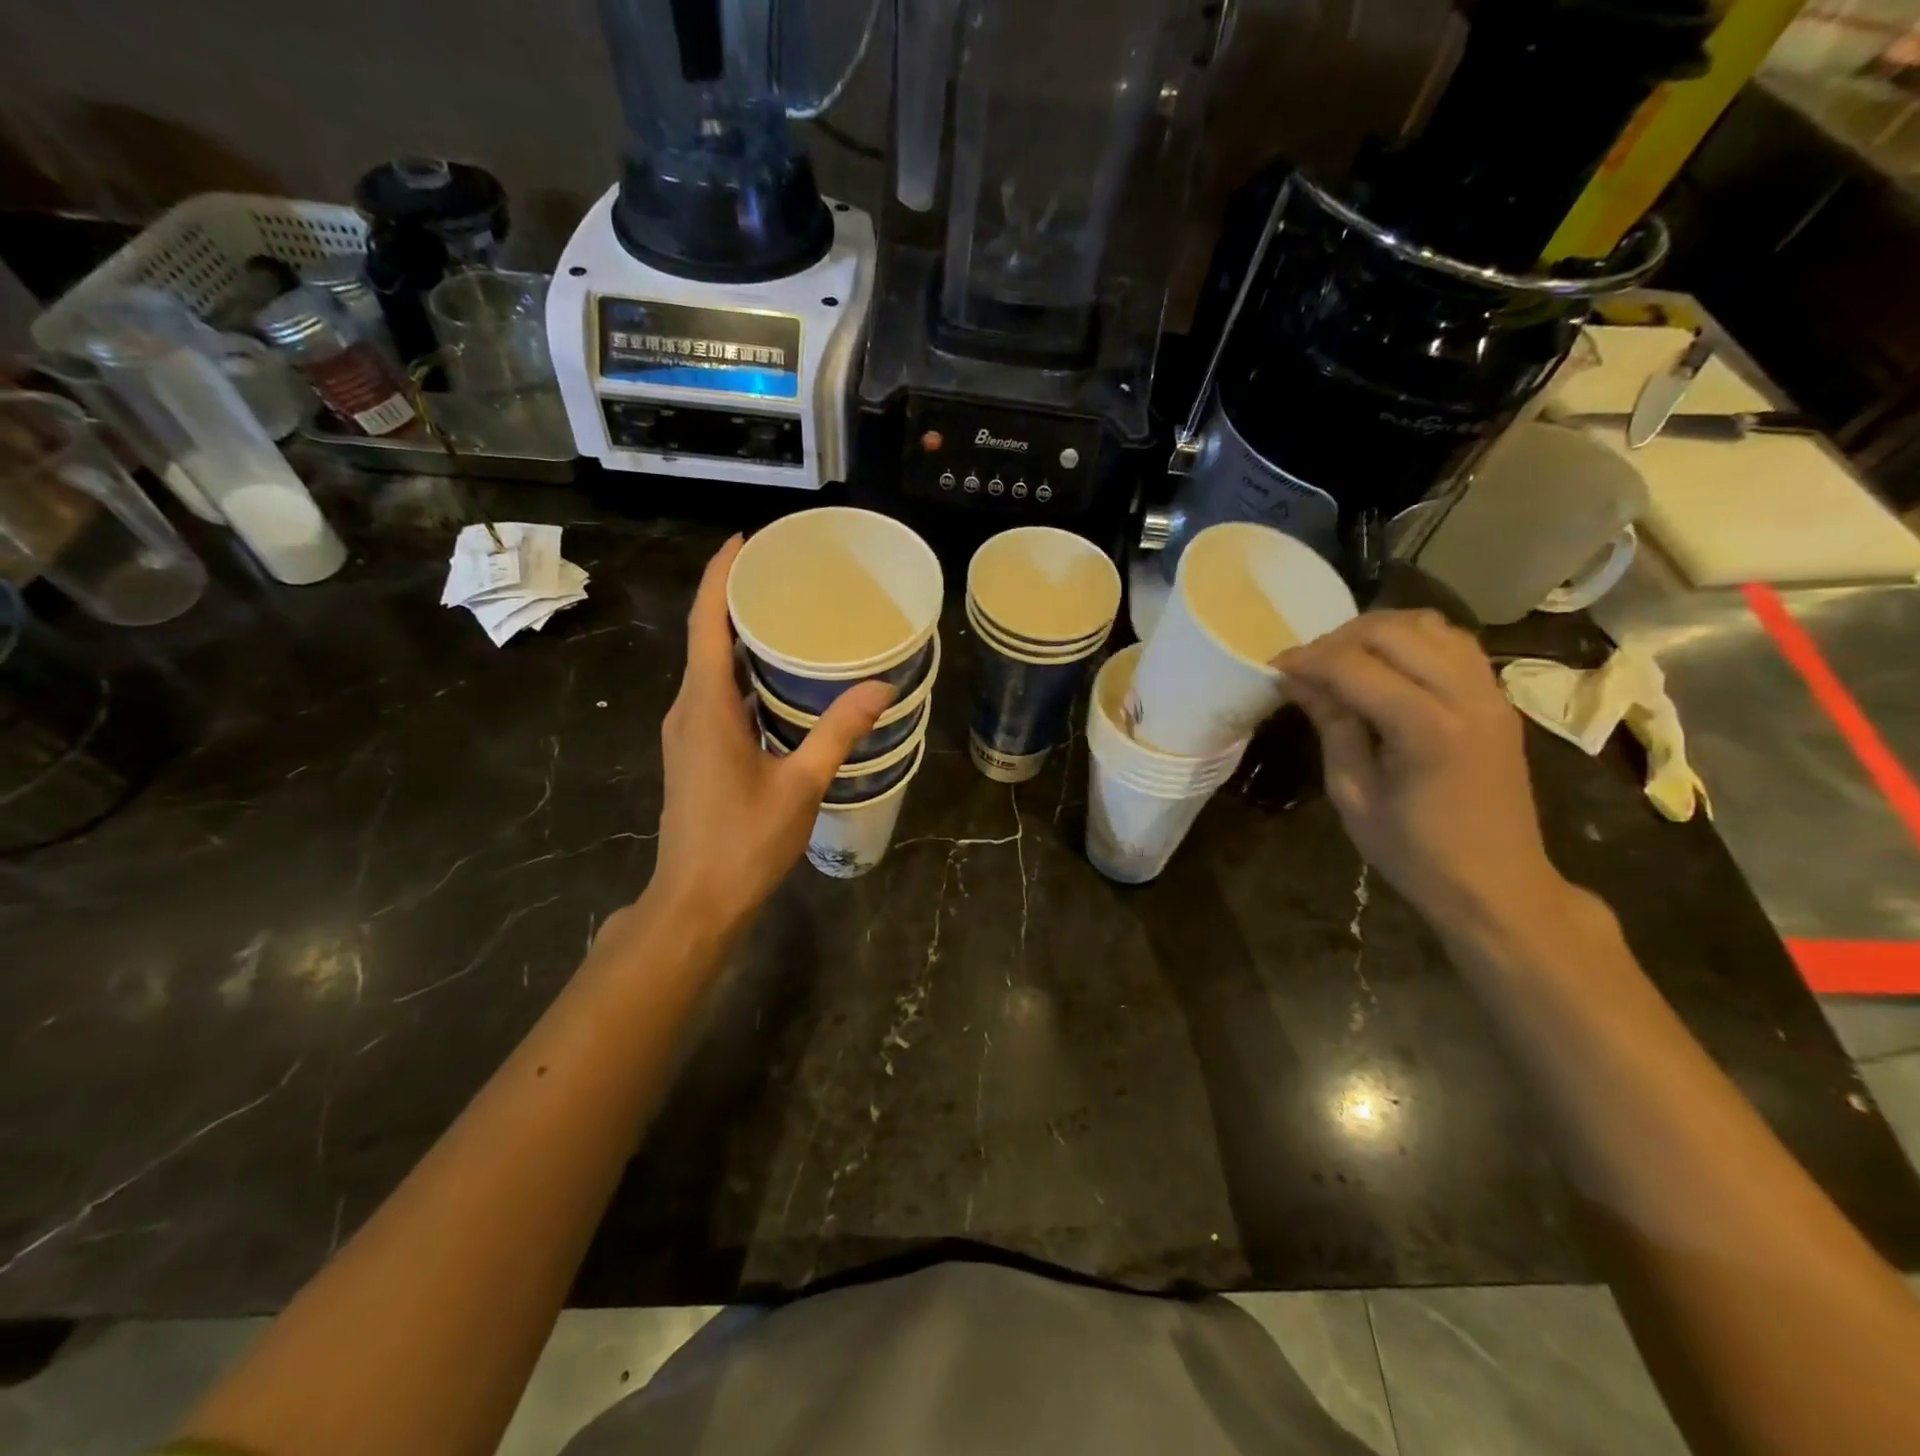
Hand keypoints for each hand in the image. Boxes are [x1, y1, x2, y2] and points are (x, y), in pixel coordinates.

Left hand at [641, 536, 892, 939]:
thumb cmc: (745, 842)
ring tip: (787, 617)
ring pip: (709, 669)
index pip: (706, 623)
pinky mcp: (693, 752)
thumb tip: (880, 686)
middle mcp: (687, 710)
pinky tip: (777, 681)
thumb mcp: (800, 785)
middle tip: (784, 575)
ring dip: (739, 639)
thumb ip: (837, 732)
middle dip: (736, 600)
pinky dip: (741, 674)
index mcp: (706, 707)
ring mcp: (686, 733)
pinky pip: (714, 696)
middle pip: (705, 638)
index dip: (720, 576)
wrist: (696, 901)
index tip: (745, 540)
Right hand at [1278, 611, 1568, 933]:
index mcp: (1426, 729)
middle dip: (1338, 640)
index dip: (1307, 660)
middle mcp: (1466, 696)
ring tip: (1343, 660)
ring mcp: (1490, 693)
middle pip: (1392, 631)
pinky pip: (1453, 642)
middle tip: (1306, 667)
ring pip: (1427, 625)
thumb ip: (1331, 726)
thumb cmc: (1414, 853)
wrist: (1497, 884)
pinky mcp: (1498, 698)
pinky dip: (1412, 640)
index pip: (1354, 666)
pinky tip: (1386, 665)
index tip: (1274, 669)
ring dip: (1377, 632)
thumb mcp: (1352, 794)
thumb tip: (1298, 681)